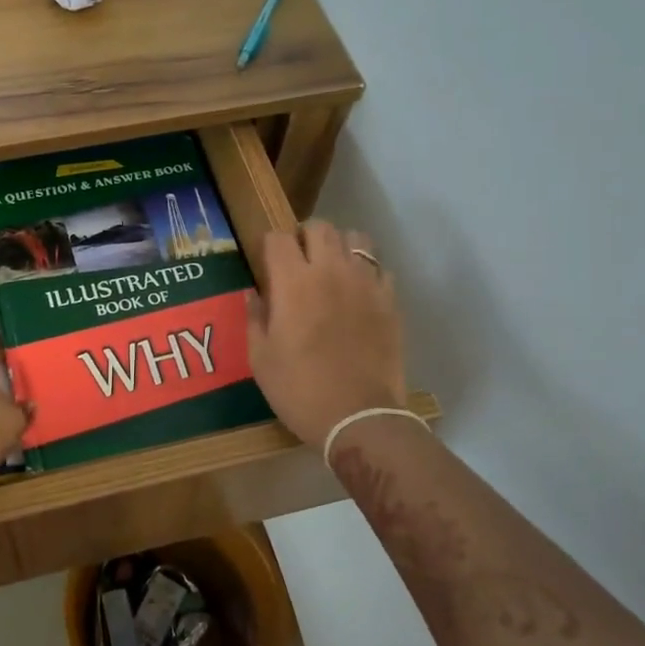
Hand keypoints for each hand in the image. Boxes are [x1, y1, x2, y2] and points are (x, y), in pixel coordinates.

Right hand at [247, 220, 406, 448]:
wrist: (359, 418)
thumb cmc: (299, 389)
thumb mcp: (261, 358)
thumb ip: (256, 318)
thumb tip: (254, 293)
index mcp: (293, 282)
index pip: (278, 238)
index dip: (269, 246)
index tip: (266, 264)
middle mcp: (330, 271)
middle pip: (319, 227)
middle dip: (304, 237)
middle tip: (298, 262)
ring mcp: (365, 283)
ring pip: (356, 238)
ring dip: (339, 246)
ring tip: (331, 270)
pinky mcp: (390, 301)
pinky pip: (379, 269)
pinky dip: (366, 273)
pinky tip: (358, 295)